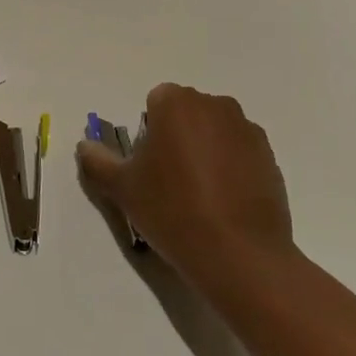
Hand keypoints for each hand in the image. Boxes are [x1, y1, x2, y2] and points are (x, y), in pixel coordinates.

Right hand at [77, 83, 296, 292]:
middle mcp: (215, 105)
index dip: (149, 131)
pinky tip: (225, 203)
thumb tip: (85, 146)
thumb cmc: (172, 210)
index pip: (156, 101)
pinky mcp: (270, 157)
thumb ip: (98, 161)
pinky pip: (241, 152)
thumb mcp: (123, 188)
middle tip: (170, 179)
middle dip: (178, 136)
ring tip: (200, 194)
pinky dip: (231, 168)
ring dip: (206, 149)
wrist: (238, 254)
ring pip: (216, 131)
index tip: (149, 165)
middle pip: (188, 112)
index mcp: (176, 103)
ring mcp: (247, 130)